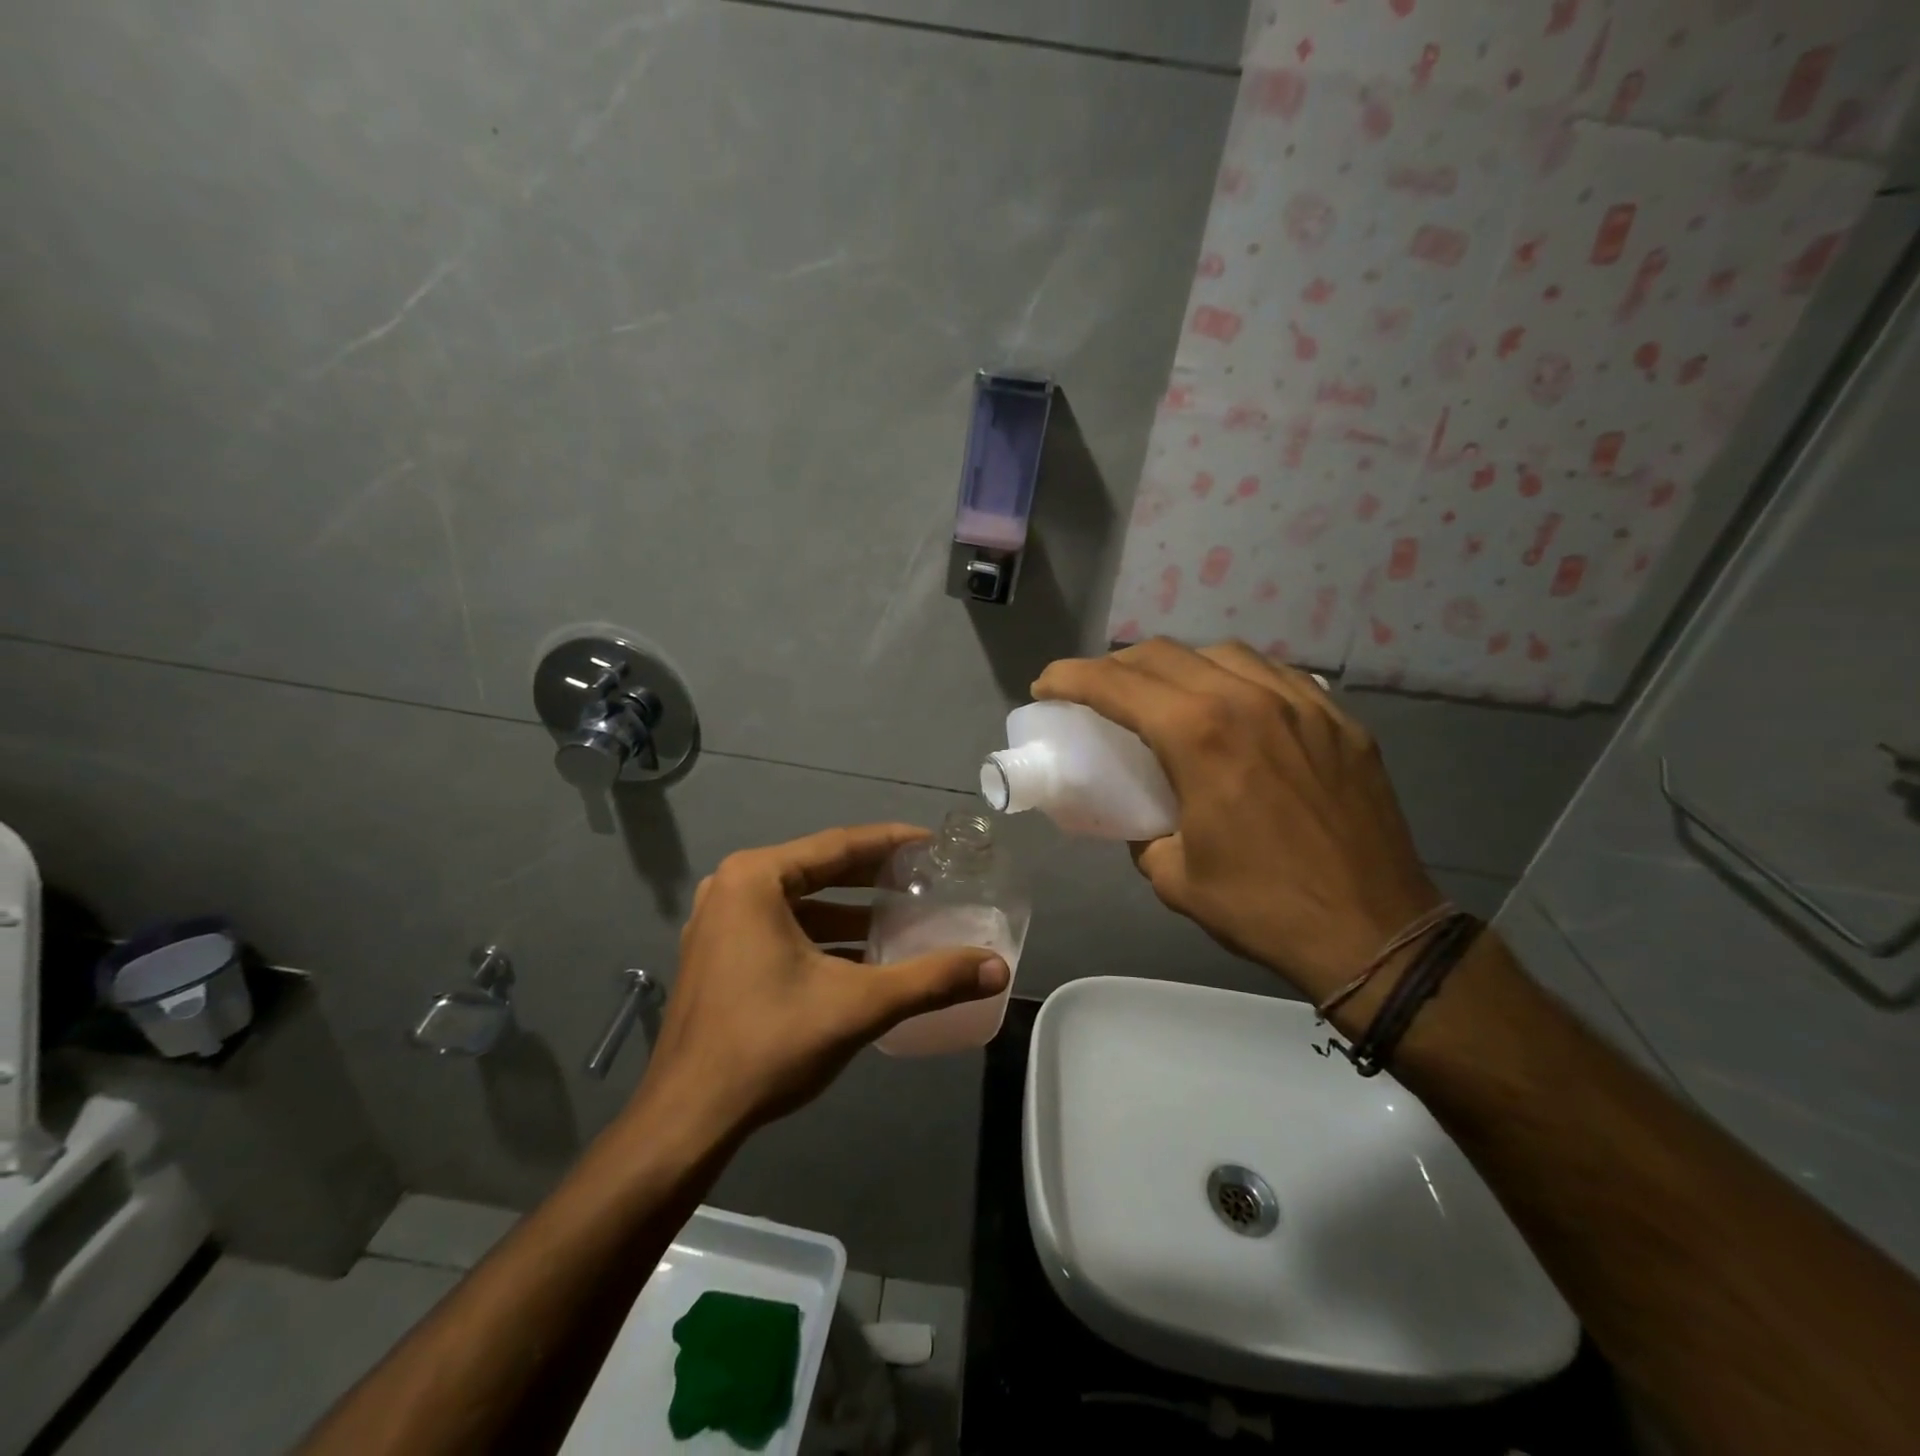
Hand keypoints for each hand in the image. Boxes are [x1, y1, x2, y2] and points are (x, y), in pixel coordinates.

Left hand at [632, 825, 1009, 1138]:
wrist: (689, 1118)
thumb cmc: (769, 1044)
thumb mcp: (859, 1005)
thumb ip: (931, 980)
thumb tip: (998, 968)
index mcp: (756, 878)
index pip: (839, 844)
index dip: (892, 843)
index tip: (935, 844)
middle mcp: (732, 887)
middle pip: (820, 869)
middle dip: (875, 876)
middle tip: (926, 879)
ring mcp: (719, 922)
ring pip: (801, 902)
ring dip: (851, 910)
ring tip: (904, 916)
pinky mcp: (718, 955)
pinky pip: (782, 927)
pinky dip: (823, 936)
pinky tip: (863, 955)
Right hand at [1032, 639, 1439, 1003]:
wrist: (1374, 932)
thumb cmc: (1262, 907)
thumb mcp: (1173, 876)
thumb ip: (1144, 832)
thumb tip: (1144, 816)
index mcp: (1199, 736)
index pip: (1116, 684)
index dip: (1070, 678)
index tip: (1046, 685)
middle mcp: (1248, 700)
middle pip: (1164, 654)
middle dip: (1116, 666)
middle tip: (1097, 692)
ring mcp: (1302, 703)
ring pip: (1223, 653)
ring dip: (1177, 665)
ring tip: (1165, 694)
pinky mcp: (1339, 719)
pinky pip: (1276, 674)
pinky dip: (1236, 678)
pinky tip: (1232, 705)